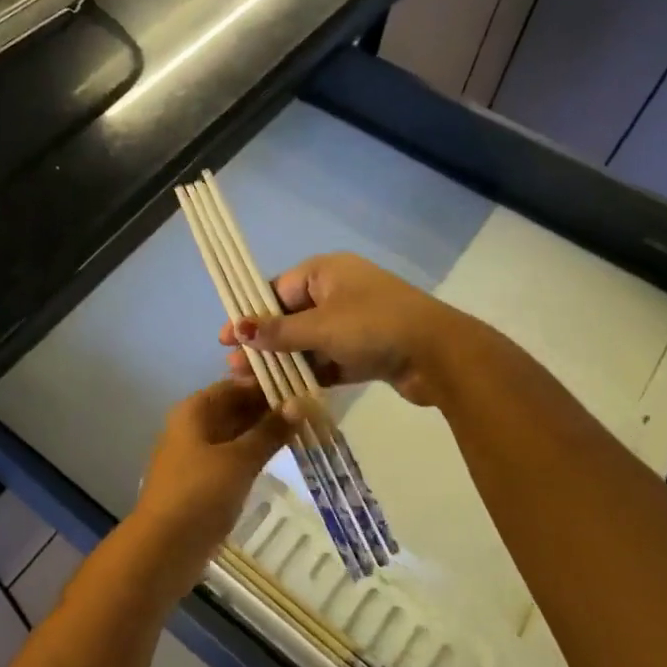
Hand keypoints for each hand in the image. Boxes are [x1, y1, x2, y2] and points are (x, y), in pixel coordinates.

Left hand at [131, 381, 295, 586]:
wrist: (164, 549)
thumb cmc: (200, 494)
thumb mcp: (239, 460)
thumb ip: (269, 431)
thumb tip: (300, 403)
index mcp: (194, 410)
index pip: (234, 385)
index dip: (266, 385)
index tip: (303, 387)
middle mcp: (192, 426)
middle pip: (233, 408)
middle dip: (268, 409)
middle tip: (311, 411)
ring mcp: (195, 455)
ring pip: (234, 434)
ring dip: (263, 433)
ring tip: (303, 430)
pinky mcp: (201, 482)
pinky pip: (231, 458)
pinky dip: (253, 455)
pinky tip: (279, 458)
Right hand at [216, 252, 484, 406]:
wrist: (439, 354)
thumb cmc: (373, 326)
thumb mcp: (320, 327)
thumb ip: (277, 331)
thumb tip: (238, 329)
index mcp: (326, 272)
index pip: (276, 289)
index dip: (250, 314)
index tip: (226, 338)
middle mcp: (338, 292)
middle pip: (290, 317)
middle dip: (263, 343)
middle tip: (235, 368)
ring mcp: (354, 322)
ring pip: (308, 342)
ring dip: (283, 362)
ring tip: (253, 385)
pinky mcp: (366, 351)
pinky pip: (329, 360)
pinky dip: (310, 374)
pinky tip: (285, 393)